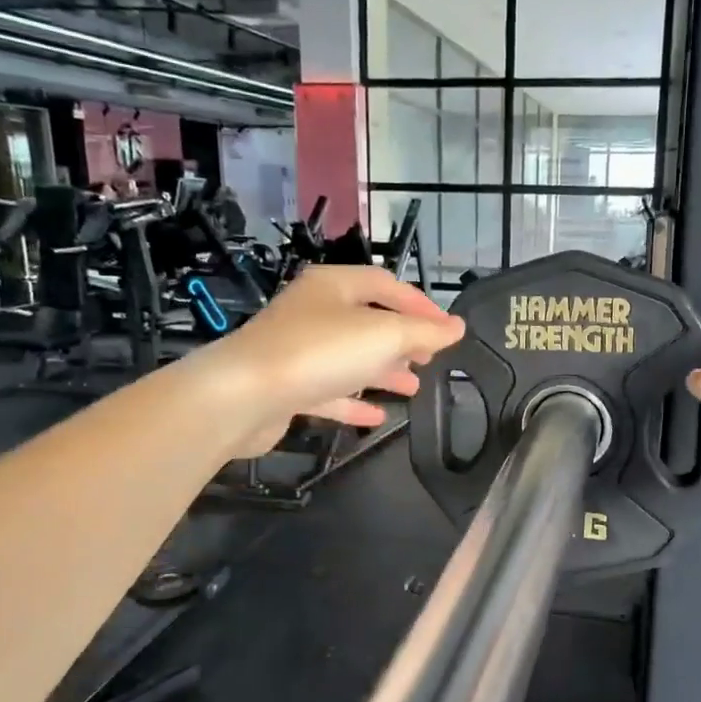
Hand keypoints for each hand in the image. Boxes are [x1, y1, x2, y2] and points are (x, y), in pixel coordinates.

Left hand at [197, 265, 463, 457]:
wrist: (243, 396)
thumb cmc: (319, 352)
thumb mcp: (384, 335)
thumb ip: (424, 332)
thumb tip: (457, 327)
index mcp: (334, 286)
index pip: (386, 285)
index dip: (420, 304)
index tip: (448, 329)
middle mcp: (314, 312)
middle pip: (368, 321)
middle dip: (403, 340)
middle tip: (430, 359)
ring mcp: (298, 350)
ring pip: (350, 357)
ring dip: (383, 371)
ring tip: (414, 388)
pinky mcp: (287, 387)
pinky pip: (329, 390)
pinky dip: (354, 399)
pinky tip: (378, 416)